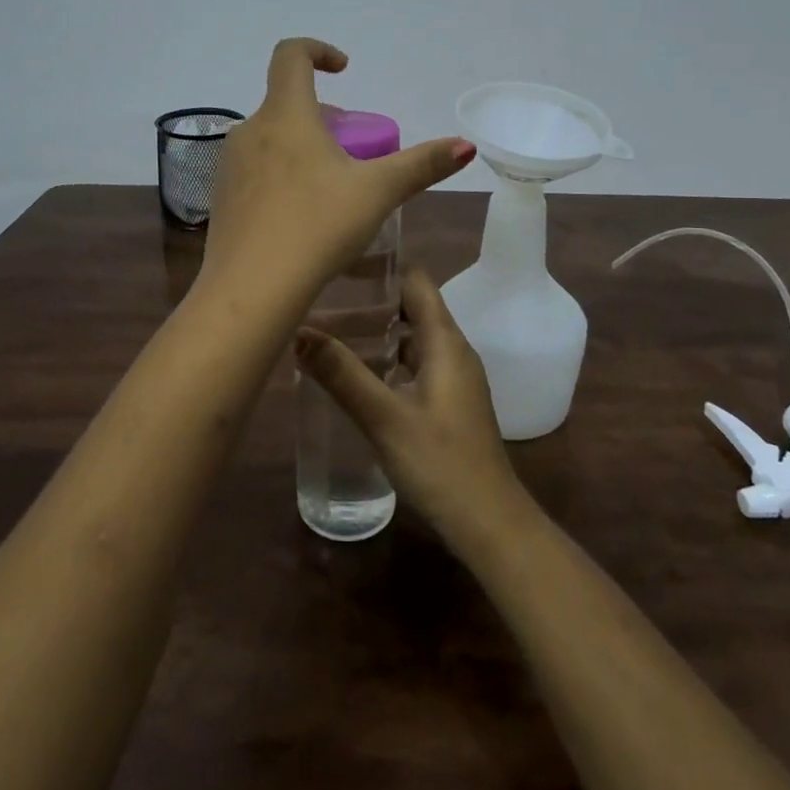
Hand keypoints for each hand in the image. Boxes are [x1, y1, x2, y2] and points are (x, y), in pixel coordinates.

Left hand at [200, 39, 474, 300]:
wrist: (249, 291)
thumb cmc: (316, 228)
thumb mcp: (377, 193)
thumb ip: (422, 165)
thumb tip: (466, 145)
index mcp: (285, 115)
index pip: (290, 55)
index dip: (318, 50)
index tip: (344, 69)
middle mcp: (249, 130)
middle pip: (286, 103)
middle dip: (323, 116)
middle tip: (353, 150)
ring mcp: (228, 165)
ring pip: (270, 138)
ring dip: (301, 146)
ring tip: (331, 185)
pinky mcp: (220, 198)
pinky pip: (255, 170)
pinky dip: (281, 174)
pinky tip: (300, 216)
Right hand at [297, 269, 530, 547]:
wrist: (490, 525)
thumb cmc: (441, 464)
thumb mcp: (385, 418)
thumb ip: (342, 375)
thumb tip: (299, 331)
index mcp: (445, 341)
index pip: (416, 281)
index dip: (382, 267)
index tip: (341, 264)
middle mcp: (453, 351)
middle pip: (413, 307)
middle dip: (371, 300)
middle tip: (324, 298)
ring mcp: (454, 378)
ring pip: (413, 338)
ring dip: (378, 331)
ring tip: (331, 332)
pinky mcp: (449, 403)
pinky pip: (415, 364)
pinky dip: (388, 359)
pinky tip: (358, 375)